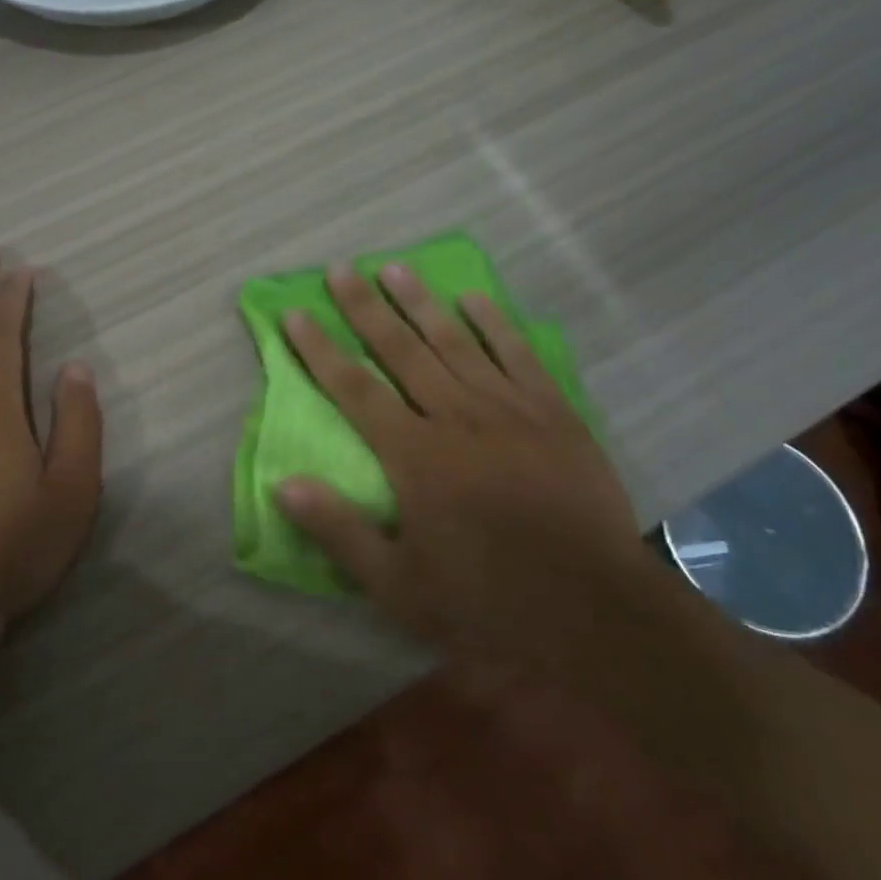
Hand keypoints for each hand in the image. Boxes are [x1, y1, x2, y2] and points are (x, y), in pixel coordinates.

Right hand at [273, 262, 644, 655]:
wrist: (597, 611)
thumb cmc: (487, 602)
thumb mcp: (398, 587)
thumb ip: (338, 531)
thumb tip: (283, 483)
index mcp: (414, 455)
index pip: (354, 388)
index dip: (320, 349)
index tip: (296, 312)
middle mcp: (455, 416)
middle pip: (399, 350)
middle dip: (365, 308)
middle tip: (341, 269)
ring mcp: (508, 409)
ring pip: (454, 341)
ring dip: (420, 303)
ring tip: (394, 268)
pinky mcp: (553, 413)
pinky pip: (517, 355)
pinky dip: (494, 323)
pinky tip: (474, 298)